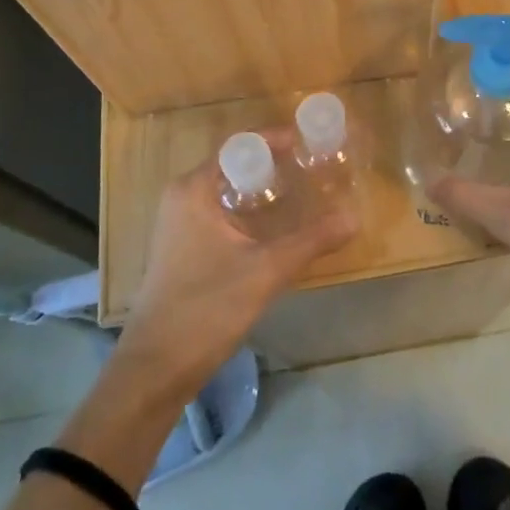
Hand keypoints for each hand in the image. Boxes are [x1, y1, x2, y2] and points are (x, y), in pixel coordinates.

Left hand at [119, 128, 358, 395]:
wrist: (155, 369)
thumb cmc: (205, 308)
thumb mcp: (266, 271)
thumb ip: (311, 240)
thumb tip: (354, 218)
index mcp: (194, 189)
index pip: (240, 145)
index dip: (277, 140)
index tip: (312, 143)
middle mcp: (183, 197)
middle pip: (237, 166)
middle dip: (277, 166)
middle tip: (317, 169)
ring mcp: (181, 224)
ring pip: (231, 192)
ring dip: (266, 192)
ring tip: (307, 194)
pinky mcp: (185, 248)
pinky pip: (224, 214)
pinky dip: (252, 213)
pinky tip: (281, 228)